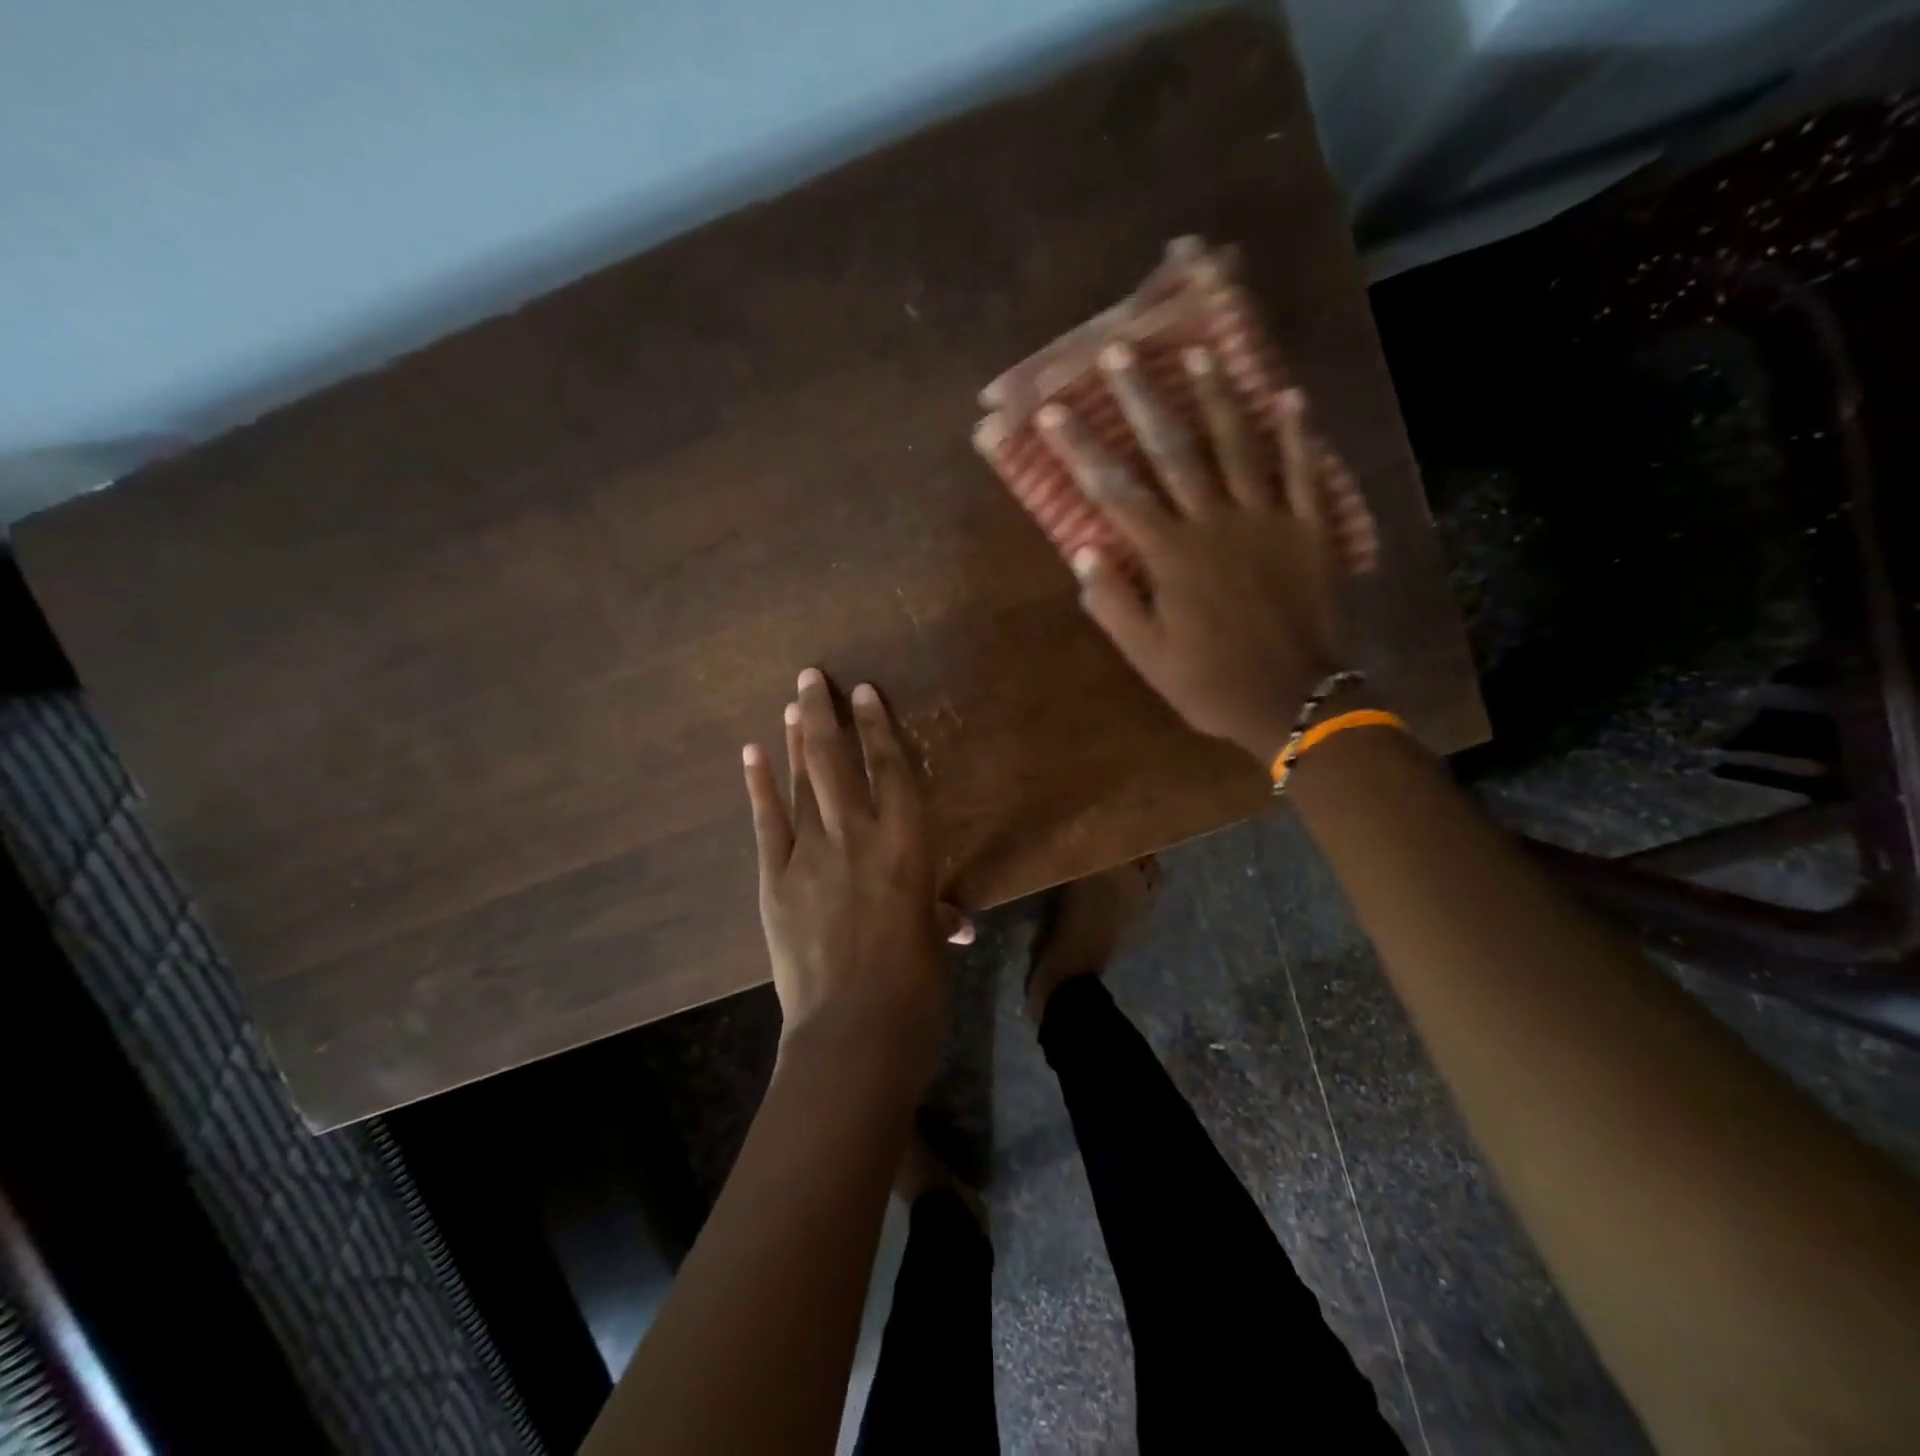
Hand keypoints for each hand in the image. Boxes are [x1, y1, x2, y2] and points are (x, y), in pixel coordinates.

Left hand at [742, 668, 946, 1076]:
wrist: (856, 1028)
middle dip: (824, 715)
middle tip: (811, 677)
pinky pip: (767, 822)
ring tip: (791, 704)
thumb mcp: (931, 940)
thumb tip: (953, 922)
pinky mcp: (776, 879)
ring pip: (803, 784)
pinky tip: (752, 754)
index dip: (877, 727)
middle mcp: (858, 835)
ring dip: (797, 742)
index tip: (862, 692)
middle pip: (837, 762)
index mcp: (908, 844)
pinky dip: (759, 786)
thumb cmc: (916, 985)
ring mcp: (811, 855)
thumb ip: (936, 916)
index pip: (892, 770)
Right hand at [1038, 344, 1365, 763]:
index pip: (1117, 491)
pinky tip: (1289, 396)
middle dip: (1143, 399)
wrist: (1295, 701)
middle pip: (1175, 450)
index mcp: (1171, 555)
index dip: (1082, 450)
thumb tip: (1084, 551)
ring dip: (1218, 397)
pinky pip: (1305, 473)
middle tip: (1122, 352)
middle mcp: (1216, 523)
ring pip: (1239, 447)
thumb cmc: (1211, 683)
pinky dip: (1298, 434)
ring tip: (1201, 352)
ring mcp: (1268, 521)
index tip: (1053, 412)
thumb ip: (1114, 604)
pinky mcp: (1311, 530)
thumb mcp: (1147, 657)